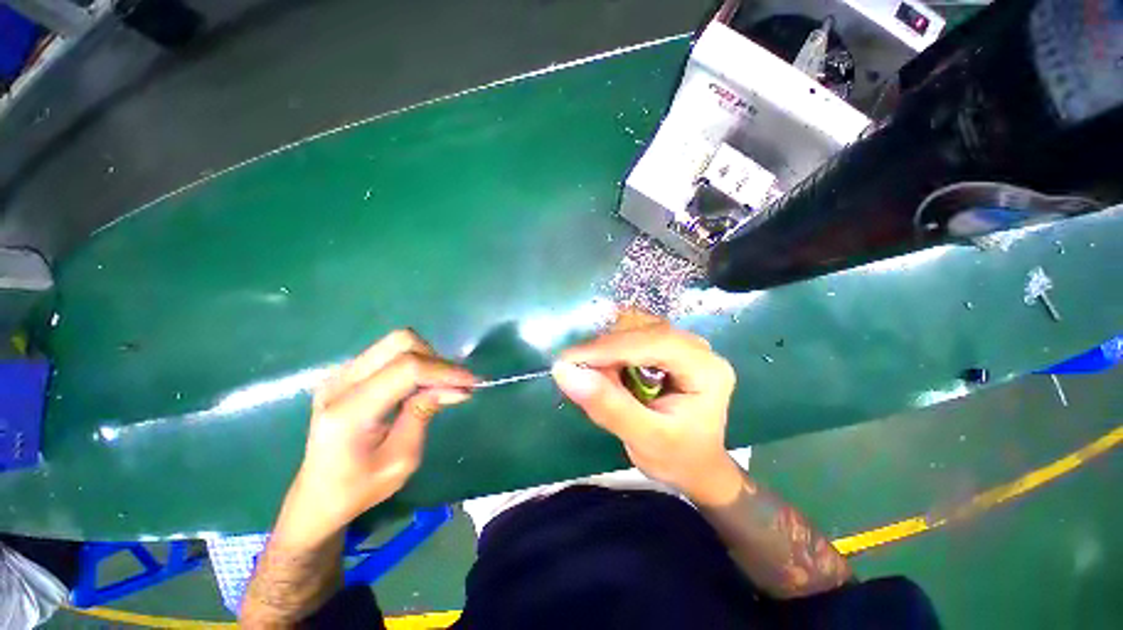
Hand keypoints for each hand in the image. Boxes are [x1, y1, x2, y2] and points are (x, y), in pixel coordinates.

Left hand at [279, 330, 476, 544]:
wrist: (317, 496)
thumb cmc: (359, 488)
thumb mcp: (401, 461)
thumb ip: (423, 414)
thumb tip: (454, 386)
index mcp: (349, 411)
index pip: (406, 369)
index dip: (444, 370)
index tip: (472, 382)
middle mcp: (339, 383)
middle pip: (400, 342)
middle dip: (435, 359)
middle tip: (453, 384)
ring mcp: (339, 374)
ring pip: (396, 343)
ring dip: (427, 359)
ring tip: (440, 384)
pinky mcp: (345, 373)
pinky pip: (389, 353)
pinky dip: (414, 362)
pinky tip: (421, 384)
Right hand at [552, 317, 742, 505]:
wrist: (693, 465)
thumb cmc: (676, 457)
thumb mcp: (644, 439)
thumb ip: (608, 406)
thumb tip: (565, 372)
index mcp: (705, 369)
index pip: (655, 343)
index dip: (610, 348)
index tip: (569, 359)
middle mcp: (696, 347)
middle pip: (643, 330)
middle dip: (606, 349)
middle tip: (576, 371)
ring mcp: (680, 344)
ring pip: (634, 328)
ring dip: (606, 348)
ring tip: (591, 375)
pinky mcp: (664, 347)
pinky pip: (630, 334)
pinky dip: (610, 349)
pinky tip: (603, 369)